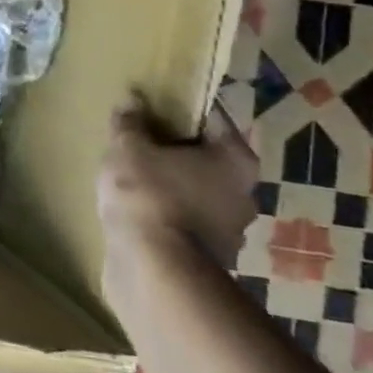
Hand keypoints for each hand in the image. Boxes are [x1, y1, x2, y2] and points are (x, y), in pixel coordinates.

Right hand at [98, 100, 258, 284]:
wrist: (155, 271)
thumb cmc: (149, 195)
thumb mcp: (128, 148)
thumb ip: (130, 123)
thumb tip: (132, 101)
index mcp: (236, 160)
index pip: (211, 120)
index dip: (181, 110)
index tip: (154, 107)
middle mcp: (244, 194)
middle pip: (206, 160)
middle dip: (175, 152)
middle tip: (139, 144)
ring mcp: (231, 232)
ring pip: (197, 195)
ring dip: (171, 188)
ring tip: (132, 182)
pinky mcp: (209, 261)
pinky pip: (184, 225)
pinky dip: (166, 218)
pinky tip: (138, 215)